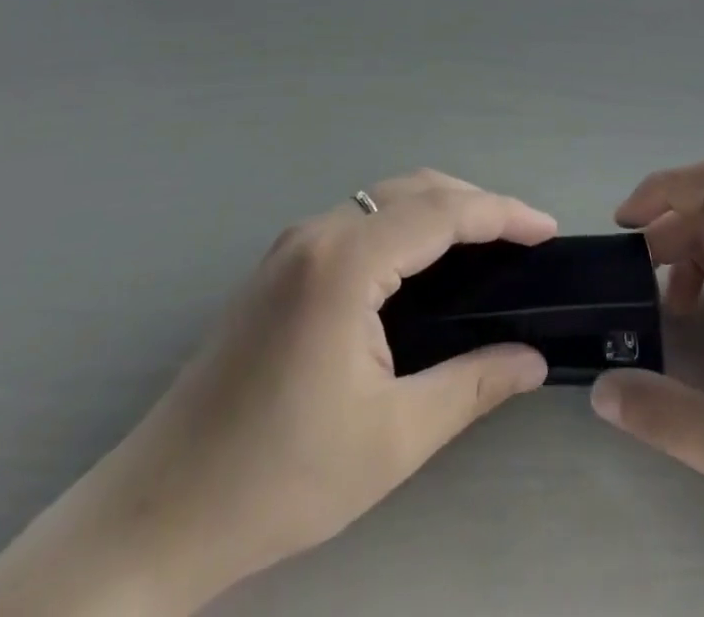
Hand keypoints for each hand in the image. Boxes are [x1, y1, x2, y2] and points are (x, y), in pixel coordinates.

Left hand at [0, 170, 556, 616]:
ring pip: (385, 198)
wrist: (156, 515)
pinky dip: (405, 225)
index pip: (442, 211)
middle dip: (476, 203)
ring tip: (487, 247)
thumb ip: (472, 385)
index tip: (547, 230)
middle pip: (414, 189)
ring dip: (440, 209)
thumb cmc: (279, 479)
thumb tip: (533, 359)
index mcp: (345, 262)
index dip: (502, 213)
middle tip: (524, 240)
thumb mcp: (392, 438)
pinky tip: (424, 264)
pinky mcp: (279, 265)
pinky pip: (359, 220)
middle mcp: (317, 233)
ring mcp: (292, 245)